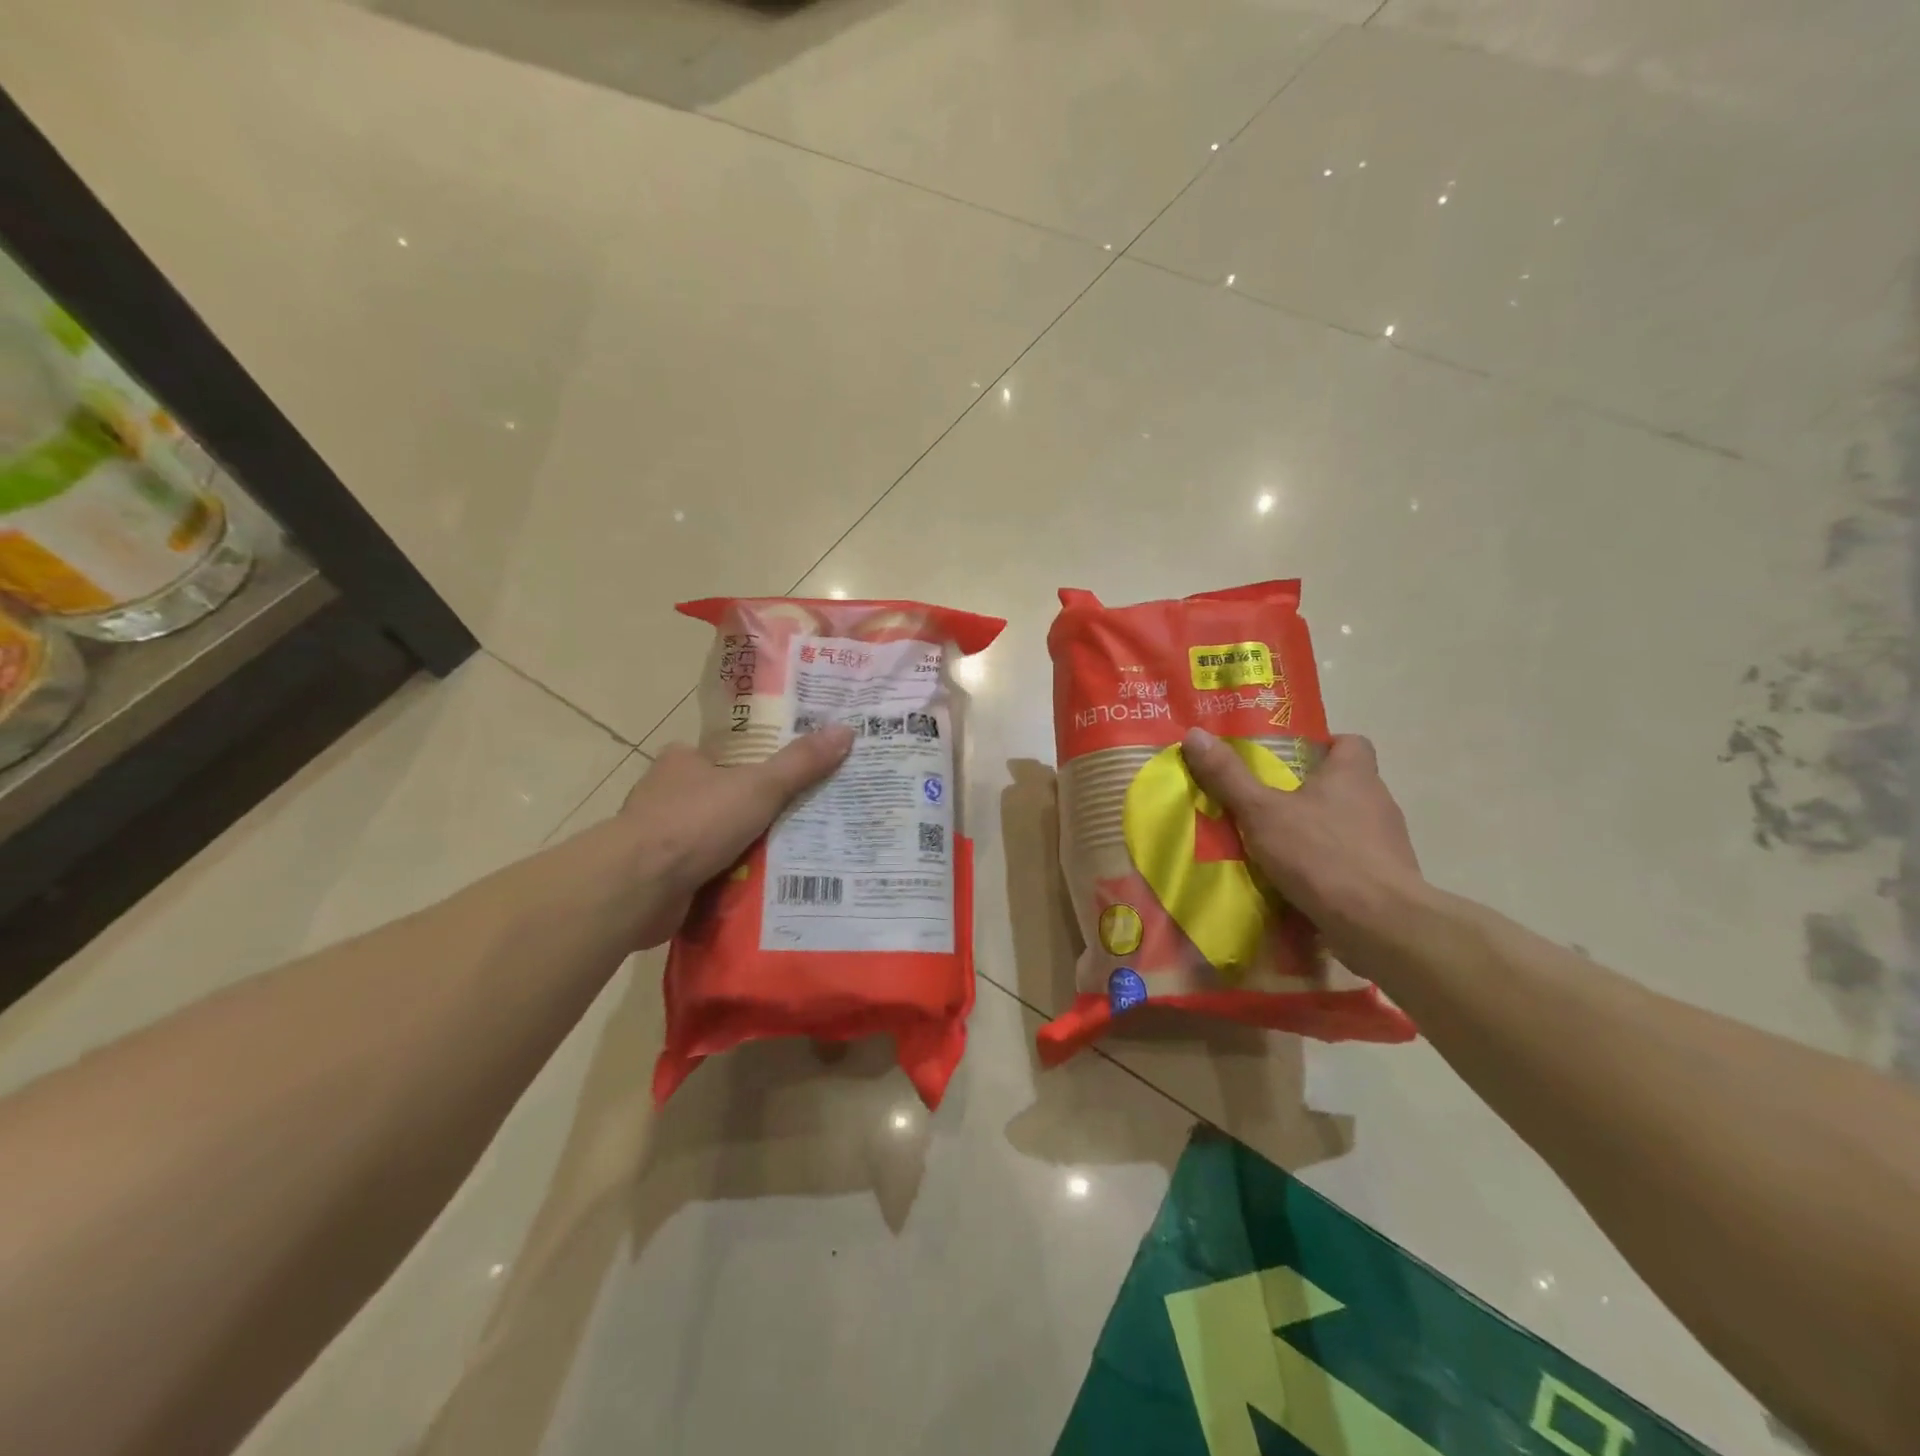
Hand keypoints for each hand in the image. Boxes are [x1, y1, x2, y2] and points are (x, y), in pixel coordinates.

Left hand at [616, 724, 855, 946]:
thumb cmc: (697, 822)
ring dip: (743, 850)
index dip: (758, 767)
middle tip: (803, 824)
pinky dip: (728, 880)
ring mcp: (660, 838)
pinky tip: (762, 890)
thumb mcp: (760, 786)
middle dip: (755, 814)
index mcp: (683, 761)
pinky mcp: (659, 876)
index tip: (791, 782)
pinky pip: (705, 872)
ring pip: (715, 839)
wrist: (639, 886)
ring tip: (793, 859)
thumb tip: (846, 731)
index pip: (727, 756)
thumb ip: (801, 763)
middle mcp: (666, 795)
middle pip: (724, 799)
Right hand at [1180, 727, 1421, 935]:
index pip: (1351, 743)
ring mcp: (1388, 843)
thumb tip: (1195, 734)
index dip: (1324, 746)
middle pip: (1346, 785)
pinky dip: (1329, 867)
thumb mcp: (1261, 812)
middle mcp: (1377, 801)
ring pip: (1348, 825)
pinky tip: (1300, 882)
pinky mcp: (1387, 880)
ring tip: (1278, 846)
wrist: (1378, 924)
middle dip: (1310, 792)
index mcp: (1353, 774)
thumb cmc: (1320, 854)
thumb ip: (1228, 777)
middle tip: (1269, 804)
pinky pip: (1353, 862)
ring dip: (1319, 832)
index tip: (1290, 760)